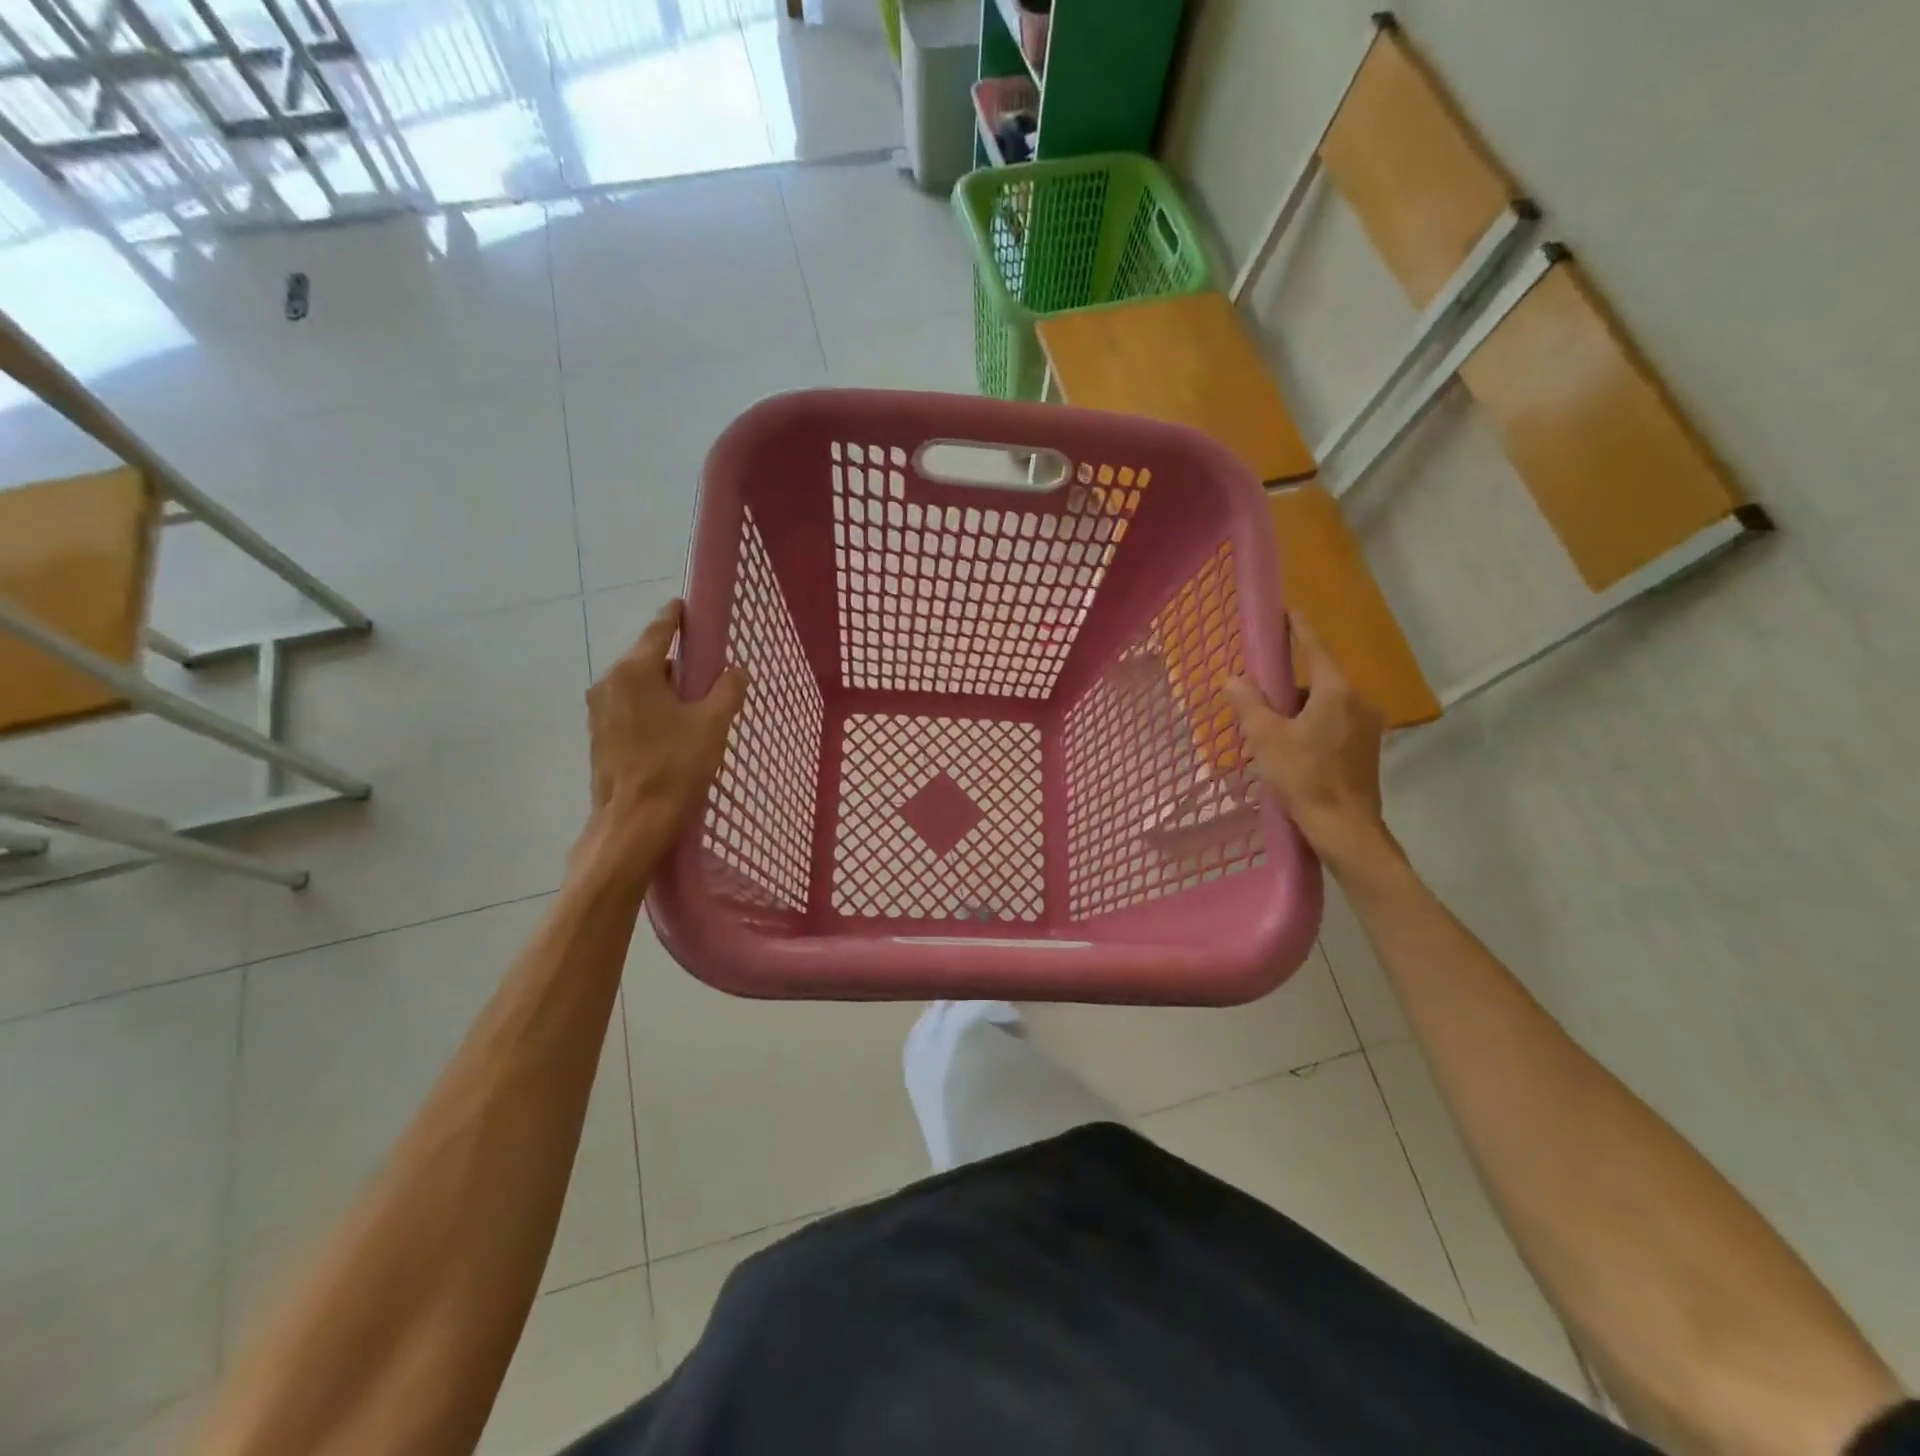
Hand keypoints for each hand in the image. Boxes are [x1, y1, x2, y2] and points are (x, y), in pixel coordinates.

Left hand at [576, 599, 747, 883]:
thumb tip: (735, 671)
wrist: (632, 822)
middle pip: (648, 659)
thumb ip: (727, 690)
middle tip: (707, 677)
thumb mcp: (712, 724)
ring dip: (664, 691)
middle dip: (677, 664)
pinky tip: (672, 733)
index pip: (659, 630)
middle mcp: (609, 683)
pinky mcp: (599, 735)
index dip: (676, 616)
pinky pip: (630, 708)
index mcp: (634, 671)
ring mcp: (599, 711)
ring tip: (694, 711)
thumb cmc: (674, 766)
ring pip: (639, 687)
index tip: (685, 605)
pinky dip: (651, 710)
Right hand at [1224, 620, 1397, 875]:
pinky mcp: (1367, 748)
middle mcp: (1359, 701)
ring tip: (1271, 731)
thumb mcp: (1266, 739)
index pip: (1316, 647)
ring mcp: (1367, 726)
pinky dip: (1313, 725)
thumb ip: (1249, 704)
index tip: (1289, 610)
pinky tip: (1292, 748)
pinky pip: (1335, 722)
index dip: (1300, 628)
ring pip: (1327, 704)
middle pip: (1319, 679)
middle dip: (1290, 684)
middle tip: (1260, 695)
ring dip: (1300, 709)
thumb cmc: (1304, 778)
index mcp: (1336, 692)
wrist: (1345, 828)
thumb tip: (1232, 678)